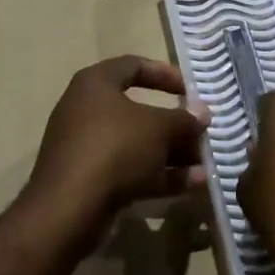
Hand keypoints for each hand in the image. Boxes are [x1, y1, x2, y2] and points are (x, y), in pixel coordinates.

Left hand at [22, 57, 208, 253]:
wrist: (68, 209)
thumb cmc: (115, 149)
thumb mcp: (158, 128)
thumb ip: (184, 119)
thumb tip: (202, 113)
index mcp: (95, 84)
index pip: (133, 66)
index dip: (165, 74)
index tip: (192, 91)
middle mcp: (87, 109)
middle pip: (138, 110)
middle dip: (174, 124)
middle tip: (201, 134)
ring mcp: (86, 146)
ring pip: (137, 144)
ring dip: (172, 153)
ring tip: (205, 165)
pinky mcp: (89, 179)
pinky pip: (130, 170)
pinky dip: (159, 175)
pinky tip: (194, 185)